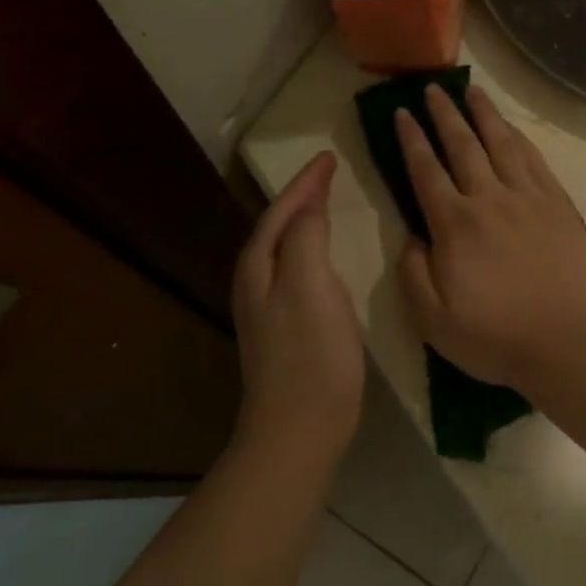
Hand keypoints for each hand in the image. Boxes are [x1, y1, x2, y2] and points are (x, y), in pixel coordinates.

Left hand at [232, 151, 364, 457]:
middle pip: (278, 226)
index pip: (281, 210)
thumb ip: (306, 236)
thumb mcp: (310, 283)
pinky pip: (297, 270)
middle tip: (329, 175)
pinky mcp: (286, 329)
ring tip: (328, 204)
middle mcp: (256, 282)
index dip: (305, 182)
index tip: (329, 156)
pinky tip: (327, 258)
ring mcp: (268, 309)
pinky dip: (312, 250)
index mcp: (259, 266)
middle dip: (301, 197)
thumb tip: (309, 204)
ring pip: (286, 248)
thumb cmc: (310, 353)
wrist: (299, 429)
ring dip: (305, 222)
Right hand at [395, 85, 585, 392]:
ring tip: (471, 90)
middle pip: (462, 145)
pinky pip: (534, 159)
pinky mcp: (557, 204)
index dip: (411, 139)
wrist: (566, 343)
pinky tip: (510, 127)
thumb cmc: (495, 337)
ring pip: (501, 143)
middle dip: (444, 114)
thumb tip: (411, 236)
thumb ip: (413, 273)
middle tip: (432, 87)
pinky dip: (518, 137)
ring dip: (483, 114)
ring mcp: (528, 198)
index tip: (401, 113)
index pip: (426, 170)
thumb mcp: (432, 321)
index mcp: (455, 225)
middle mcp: (490, 199)